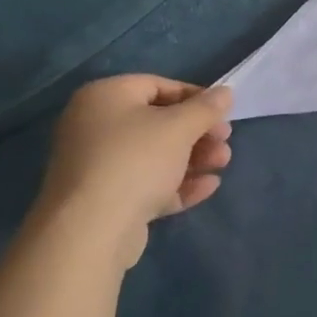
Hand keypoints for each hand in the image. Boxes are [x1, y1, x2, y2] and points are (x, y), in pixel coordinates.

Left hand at [33, 76, 233, 266]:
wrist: (90, 231)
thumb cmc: (136, 160)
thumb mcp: (179, 127)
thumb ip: (206, 108)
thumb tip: (225, 92)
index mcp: (105, 97)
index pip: (158, 86)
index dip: (196, 97)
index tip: (224, 113)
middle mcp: (95, 126)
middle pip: (158, 123)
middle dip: (198, 133)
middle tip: (225, 141)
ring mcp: (98, 166)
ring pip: (155, 156)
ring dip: (194, 158)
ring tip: (222, 164)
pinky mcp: (106, 200)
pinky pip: (147, 183)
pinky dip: (177, 183)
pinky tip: (209, 186)